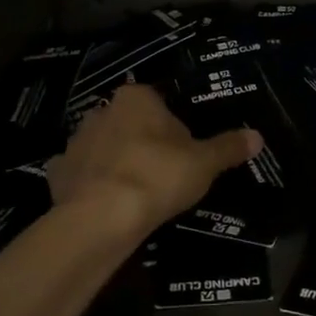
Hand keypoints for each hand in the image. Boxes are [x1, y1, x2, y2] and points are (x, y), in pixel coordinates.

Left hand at [47, 84, 262, 239]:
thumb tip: (258, 136)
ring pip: (101, 146)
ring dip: (114, 161)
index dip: (172, 126)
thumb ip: (229, 147)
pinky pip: (79, 174)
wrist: (103, 216)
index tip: (183, 150)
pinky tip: (103, 203)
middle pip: (128, 122)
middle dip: (142, 141)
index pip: (158, 102)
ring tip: (134, 192)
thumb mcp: (204, 162)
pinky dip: (89, 184)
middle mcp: (101, 111)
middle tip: (162, 172)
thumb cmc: (158, 175)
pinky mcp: (57, 173)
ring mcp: (75, 142)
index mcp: (136, 98)